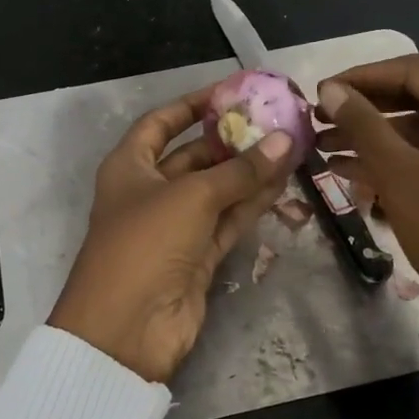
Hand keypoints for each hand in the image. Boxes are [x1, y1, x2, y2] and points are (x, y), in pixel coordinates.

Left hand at [49, 89, 297, 383]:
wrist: (128, 327)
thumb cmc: (146, 243)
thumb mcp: (191, 197)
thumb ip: (240, 170)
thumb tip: (284, 140)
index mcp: (129, 167)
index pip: (161, 123)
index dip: (193, 105)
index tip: (231, 92)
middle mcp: (150, 191)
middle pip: (194, 156)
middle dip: (232, 139)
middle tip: (276, 120)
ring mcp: (174, 226)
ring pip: (217, 190)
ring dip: (249, 171)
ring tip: (290, 145)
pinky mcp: (197, 256)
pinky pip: (227, 221)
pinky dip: (252, 203)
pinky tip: (283, 182)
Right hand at [316, 55, 418, 381]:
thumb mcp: (400, 174)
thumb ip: (363, 125)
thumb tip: (329, 90)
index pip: (414, 71)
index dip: (362, 77)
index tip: (318, 91)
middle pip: (416, 99)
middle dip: (363, 108)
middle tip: (316, 117)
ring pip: (418, 132)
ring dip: (371, 137)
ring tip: (320, 145)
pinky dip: (389, 162)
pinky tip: (344, 171)